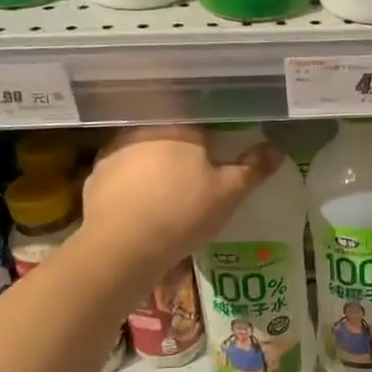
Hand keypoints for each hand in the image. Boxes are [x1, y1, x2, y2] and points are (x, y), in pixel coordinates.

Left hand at [80, 126, 283, 264]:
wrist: (123, 247)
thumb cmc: (183, 213)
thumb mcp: (230, 193)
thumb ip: (254, 167)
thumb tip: (277, 147)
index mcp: (180, 128)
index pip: (204, 124)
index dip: (215, 142)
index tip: (220, 160)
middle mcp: (144, 130)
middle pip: (172, 137)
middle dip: (183, 154)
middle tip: (196, 179)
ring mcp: (114, 152)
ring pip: (144, 153)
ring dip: (155, 167)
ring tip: (167, 194)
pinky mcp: (94, 177)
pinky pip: (122, 175)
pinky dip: (133, 185)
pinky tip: (141, 206)